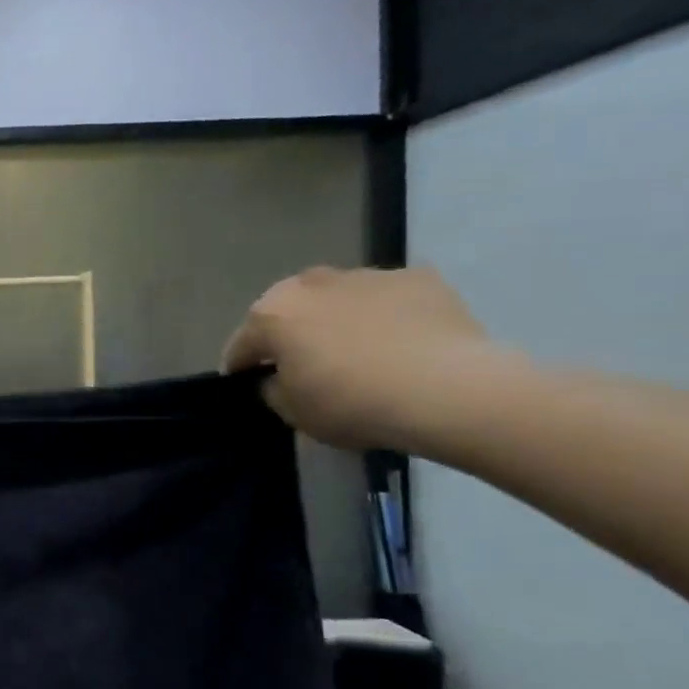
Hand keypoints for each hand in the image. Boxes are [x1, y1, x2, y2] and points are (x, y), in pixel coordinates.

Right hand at [221, 267, 510, 451]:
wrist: (447, 390)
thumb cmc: (351, 403)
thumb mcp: (293, 413)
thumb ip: (273, 390)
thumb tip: (277, 378)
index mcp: (271, 314)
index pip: (241, 345)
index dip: (242, 368)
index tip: (251, 386)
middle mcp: (310, 283)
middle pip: (290, 311)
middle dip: (292, 334)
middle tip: (307, 367)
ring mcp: (366, 275)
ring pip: (339, 299)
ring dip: (339, 320)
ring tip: (362, 355)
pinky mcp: (418, 278)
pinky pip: (389, 299)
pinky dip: (388, 317)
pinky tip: (404, 345)